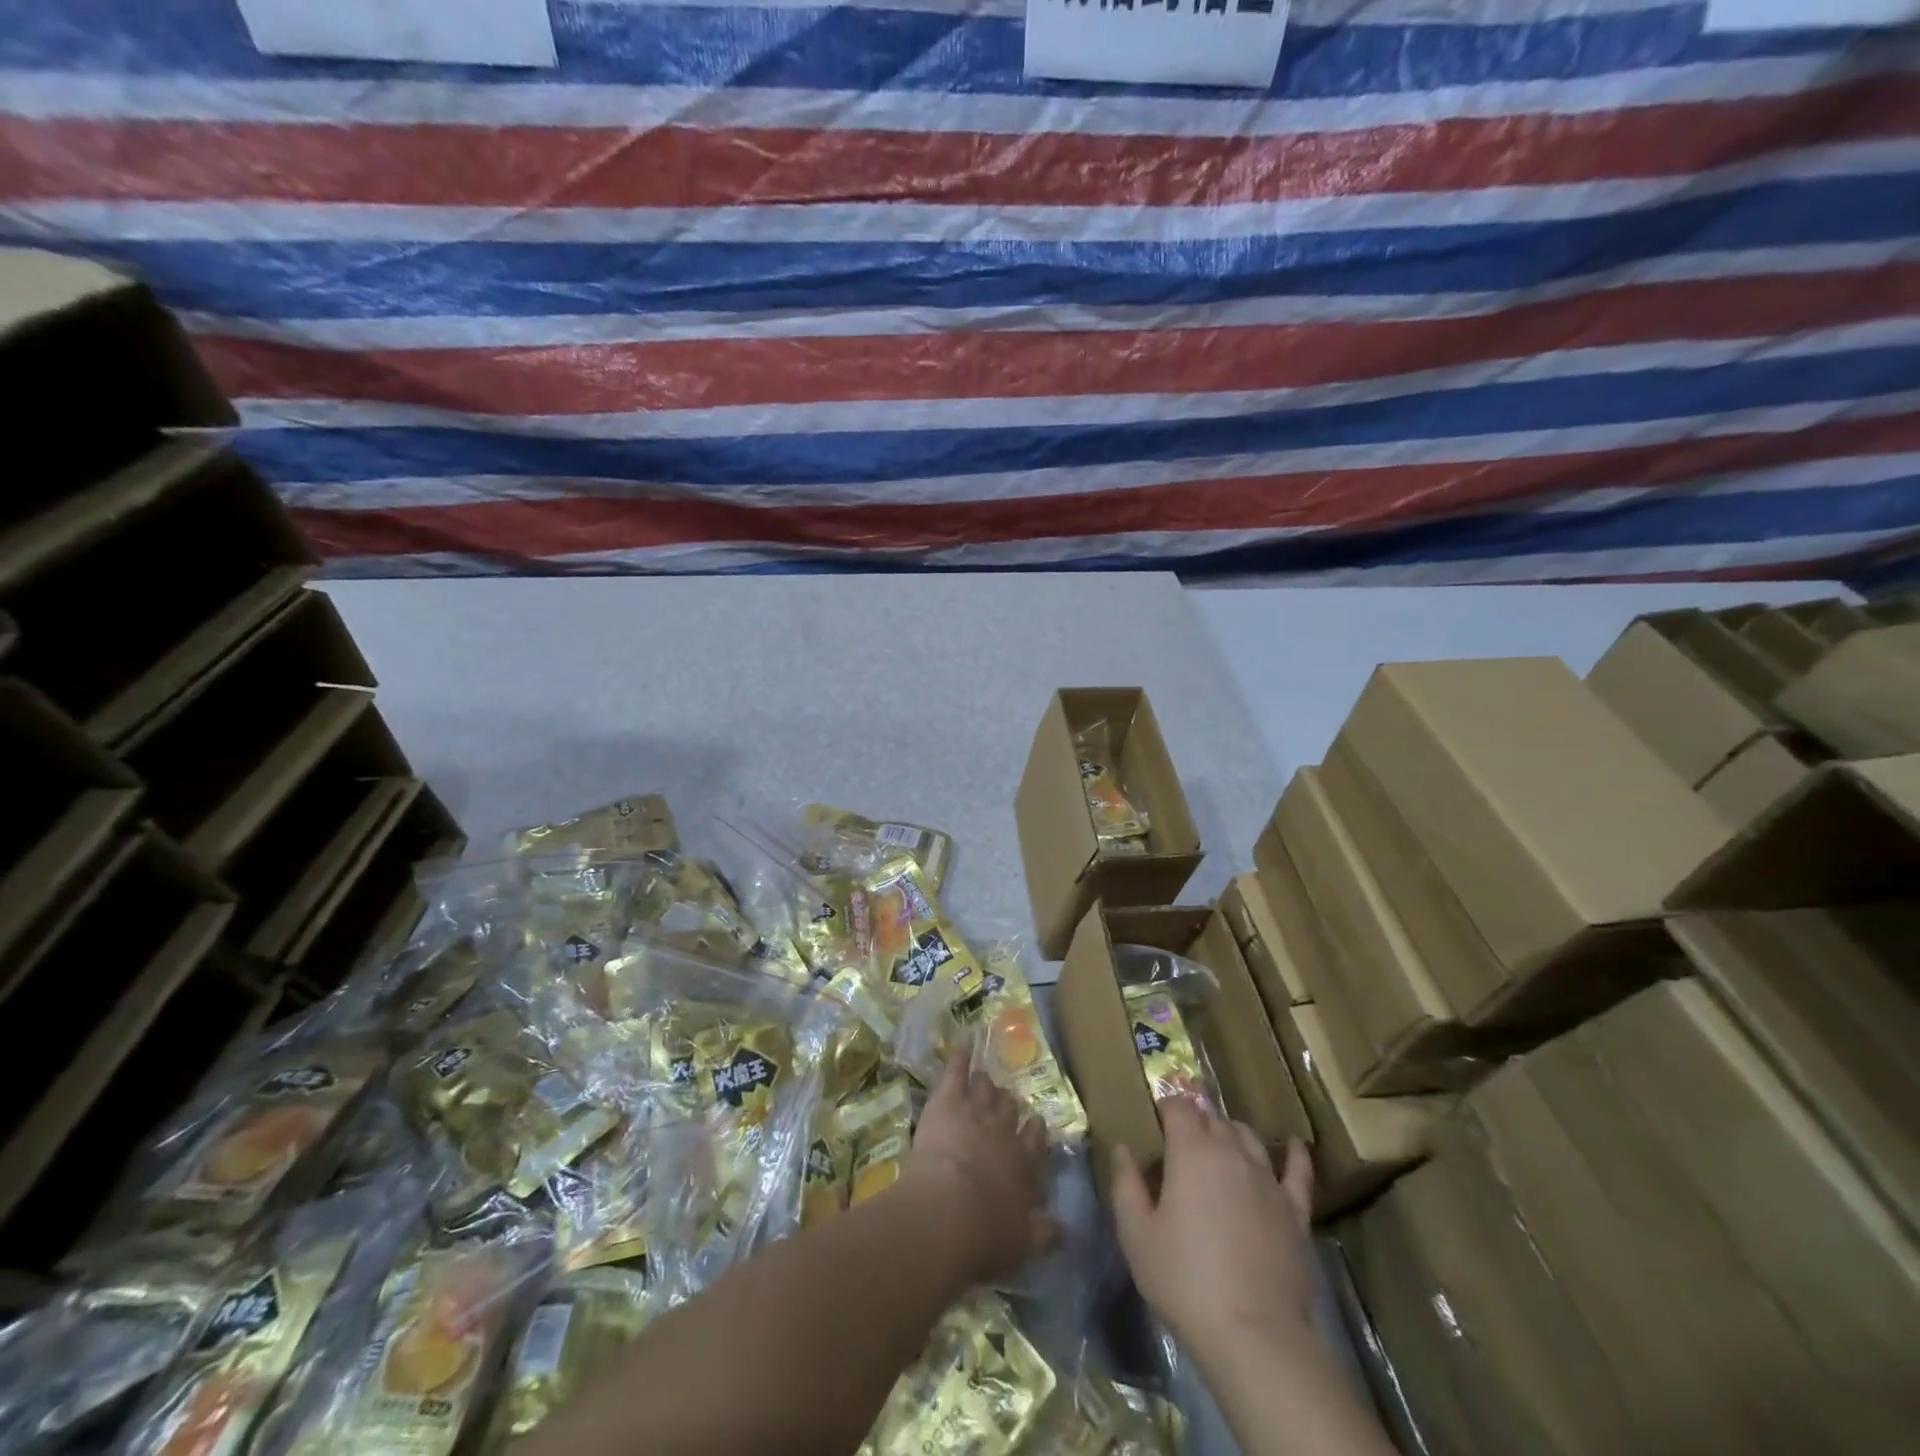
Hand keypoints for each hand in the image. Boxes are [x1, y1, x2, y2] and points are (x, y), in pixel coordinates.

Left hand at [902, 1052, 1055, 1284]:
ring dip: (984, 1084)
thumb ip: (1043, 1234)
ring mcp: (977, 1111)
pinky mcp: (949, 1100)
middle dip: (1008, 1105)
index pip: (1035, 1141)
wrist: (946, 1211)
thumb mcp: (1021, 1245)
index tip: (1034, 1124)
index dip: (1034, 1132)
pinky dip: (959, 1059)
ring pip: (985, 1089)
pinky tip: (960, 1047)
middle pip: (1010, 1110)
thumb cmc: (984, 1236)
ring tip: (983, 1079)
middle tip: (1005, 1101)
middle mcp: (1004, 1132)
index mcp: (1024, 1165)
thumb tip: (1062, 1229)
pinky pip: (956, 1072)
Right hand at [1112, 1098, 1316, 1364]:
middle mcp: (1231, 1152)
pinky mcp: (1295, 1210)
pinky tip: (1291, 1145)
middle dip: (1195, 1121)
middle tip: (1180, 1142)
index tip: (1155, 1124)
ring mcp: (1267, 1179)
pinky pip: (1298, 1171)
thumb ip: (1126, 1185)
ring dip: (1231, 1133)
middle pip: (1213, 1118)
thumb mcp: (1136, 1235)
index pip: (1178, 1106)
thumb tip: (1123, 1150)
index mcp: (1191, 1151)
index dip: (1165, 1109)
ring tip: (1220, 1144)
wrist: (1254, 1335)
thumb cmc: (1185, 1280)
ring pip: (1248, 1137)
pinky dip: (1293, 1154)